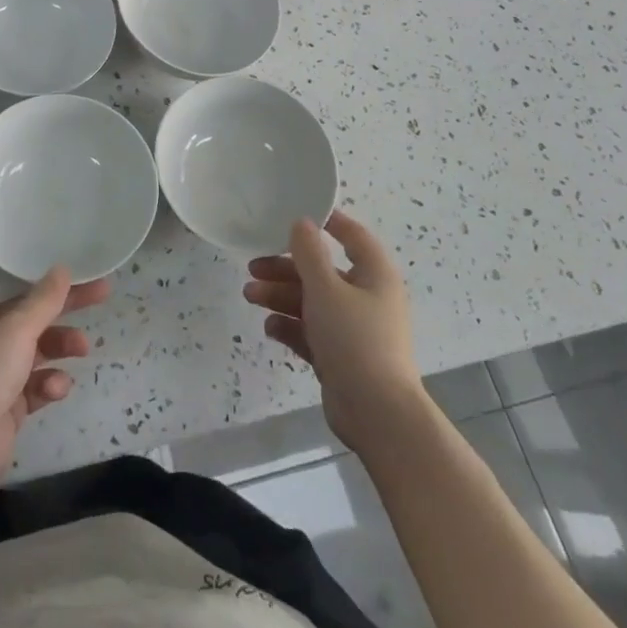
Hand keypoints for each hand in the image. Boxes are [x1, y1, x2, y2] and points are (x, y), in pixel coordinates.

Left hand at [0, 234, 110, 499]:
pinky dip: (48, 383)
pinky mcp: (4, 401)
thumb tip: (63, 269)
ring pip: (34, 345)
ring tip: (83, 348)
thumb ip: (43, 301)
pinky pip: (34, 383)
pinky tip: (55, 389)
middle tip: (98, 289)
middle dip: (59, 299)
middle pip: (23, 305)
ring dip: (59, 344)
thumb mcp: (15, 330)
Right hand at [243, 210, 425, 454]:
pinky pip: (312, 332)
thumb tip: (302, 221)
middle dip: (286, 268)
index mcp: (374, 274)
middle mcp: (367, 297)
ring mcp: (354, 329)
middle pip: (322, 272)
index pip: (352, 236)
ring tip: (250, 296)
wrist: (376, 413)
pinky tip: (270, 327)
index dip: (327, 222)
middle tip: (253, 266)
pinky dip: (291, 327)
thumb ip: (309, 253)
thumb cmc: (354, 338)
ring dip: (281, 296)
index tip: (294, 215)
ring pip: (312, 302)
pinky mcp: (341, 356)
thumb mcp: (326, 288)